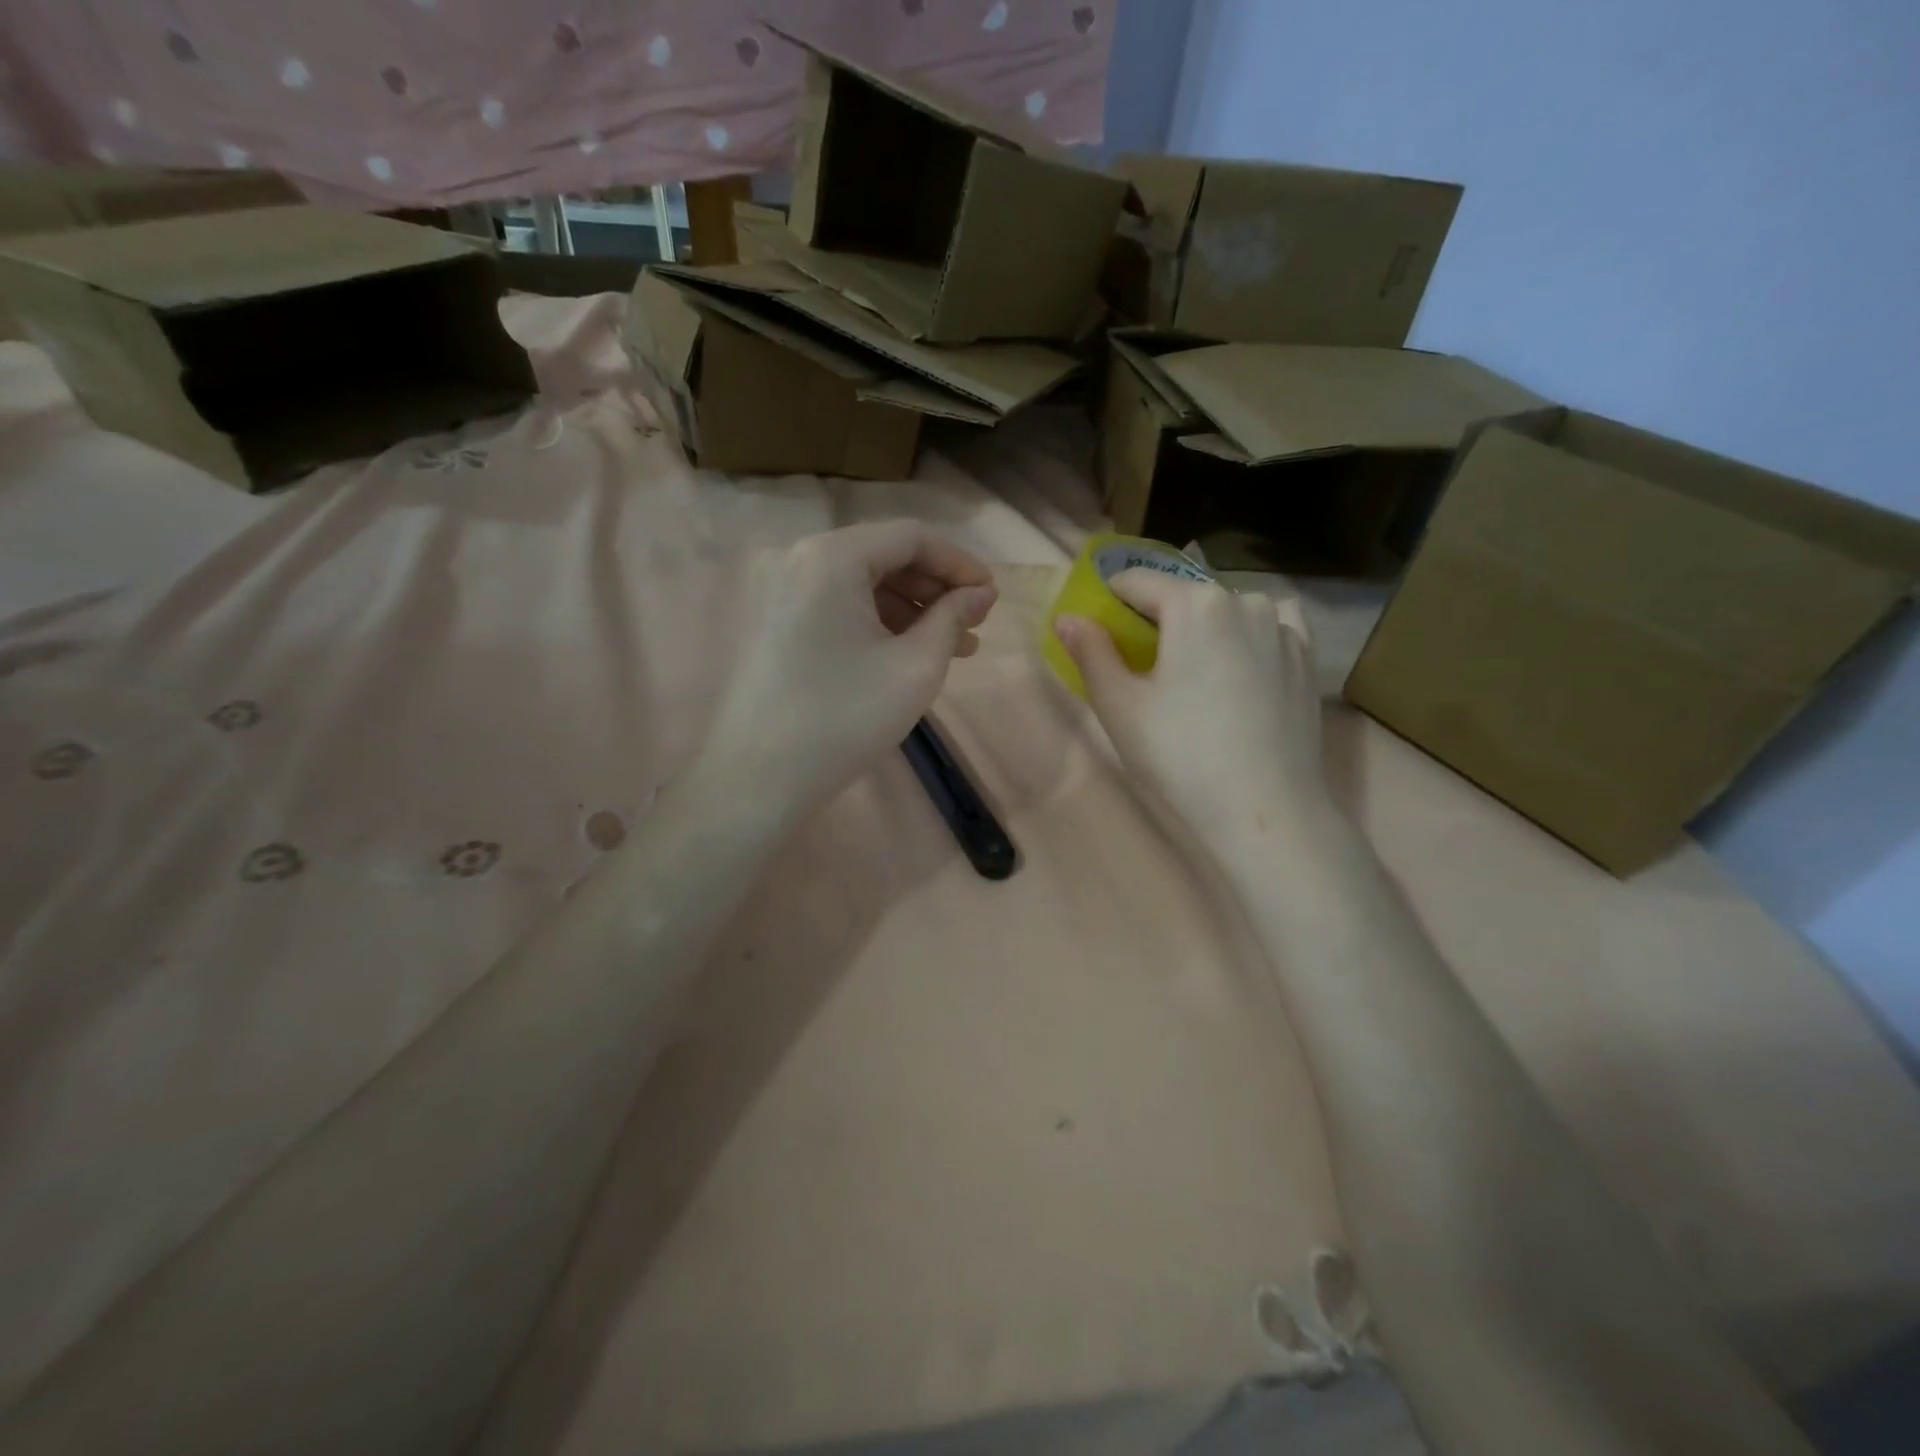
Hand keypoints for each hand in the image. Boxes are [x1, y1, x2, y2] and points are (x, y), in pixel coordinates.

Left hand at [695, 523, 996, 820]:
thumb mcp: (915, 666)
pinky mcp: (769, 619)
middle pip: (882, 555)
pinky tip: (903, 651)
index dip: (959, 563)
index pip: (911, 537)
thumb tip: (980, 594)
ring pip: (858, 581)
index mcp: (830, 556)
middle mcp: (796, 556)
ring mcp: (776, 588)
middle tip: (973, 625)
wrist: (758, 778)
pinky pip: (833, 602)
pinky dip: (873, 620)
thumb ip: (953, 618)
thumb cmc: (845, 719)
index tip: (991, 595)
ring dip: (908, 608)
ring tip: (949, 647)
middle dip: (934, 588)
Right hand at [1053, 571, 1330, 841]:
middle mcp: (1243, 599)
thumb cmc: (1181, 755)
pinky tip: (1238, 667)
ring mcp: (1282, 627)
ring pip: (1225, 609)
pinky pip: (1267, 627)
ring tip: (1192, 676)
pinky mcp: (1306, 657)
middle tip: (1141, 668)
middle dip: (1155, 620)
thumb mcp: (1120, 705)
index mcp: (1193, 604)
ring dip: (1201, 628)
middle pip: (1181, 595)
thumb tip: (1066, 617)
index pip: (1135, 582)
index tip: (1098, 634)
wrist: (1265, 810)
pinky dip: (1246, 635)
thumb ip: (1090, 652)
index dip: (1108, 602)